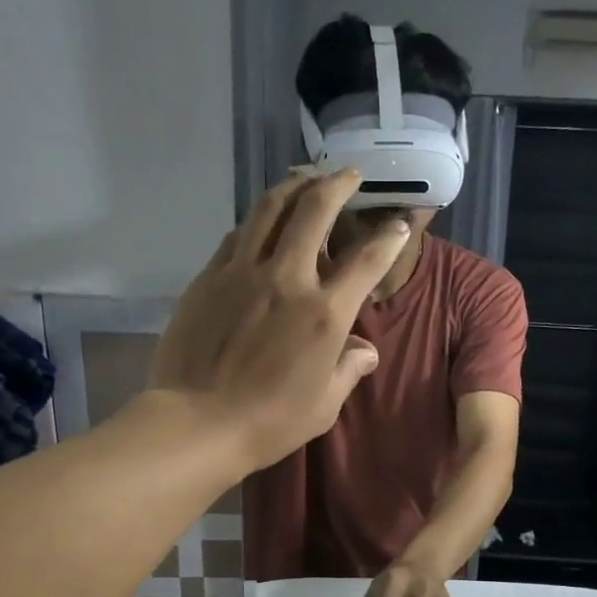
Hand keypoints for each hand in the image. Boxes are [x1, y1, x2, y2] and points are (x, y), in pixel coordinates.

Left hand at [150, 169, 411, 470]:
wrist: (198, 422)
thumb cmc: (270, 422)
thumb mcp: (324, 405)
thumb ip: (348, 369)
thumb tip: (365, 349)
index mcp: (324, 314)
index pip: (367, 260)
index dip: (388, 237)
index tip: (398, 223)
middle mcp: (287, 278)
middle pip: (314, 210)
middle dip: (337, 184)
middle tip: (347, 174)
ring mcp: (242, 272)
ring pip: (269, 208)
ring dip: (292, 185)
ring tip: (304, 177)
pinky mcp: (208, 277)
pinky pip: (237, 235)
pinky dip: (256, 221)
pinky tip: (260, 222)